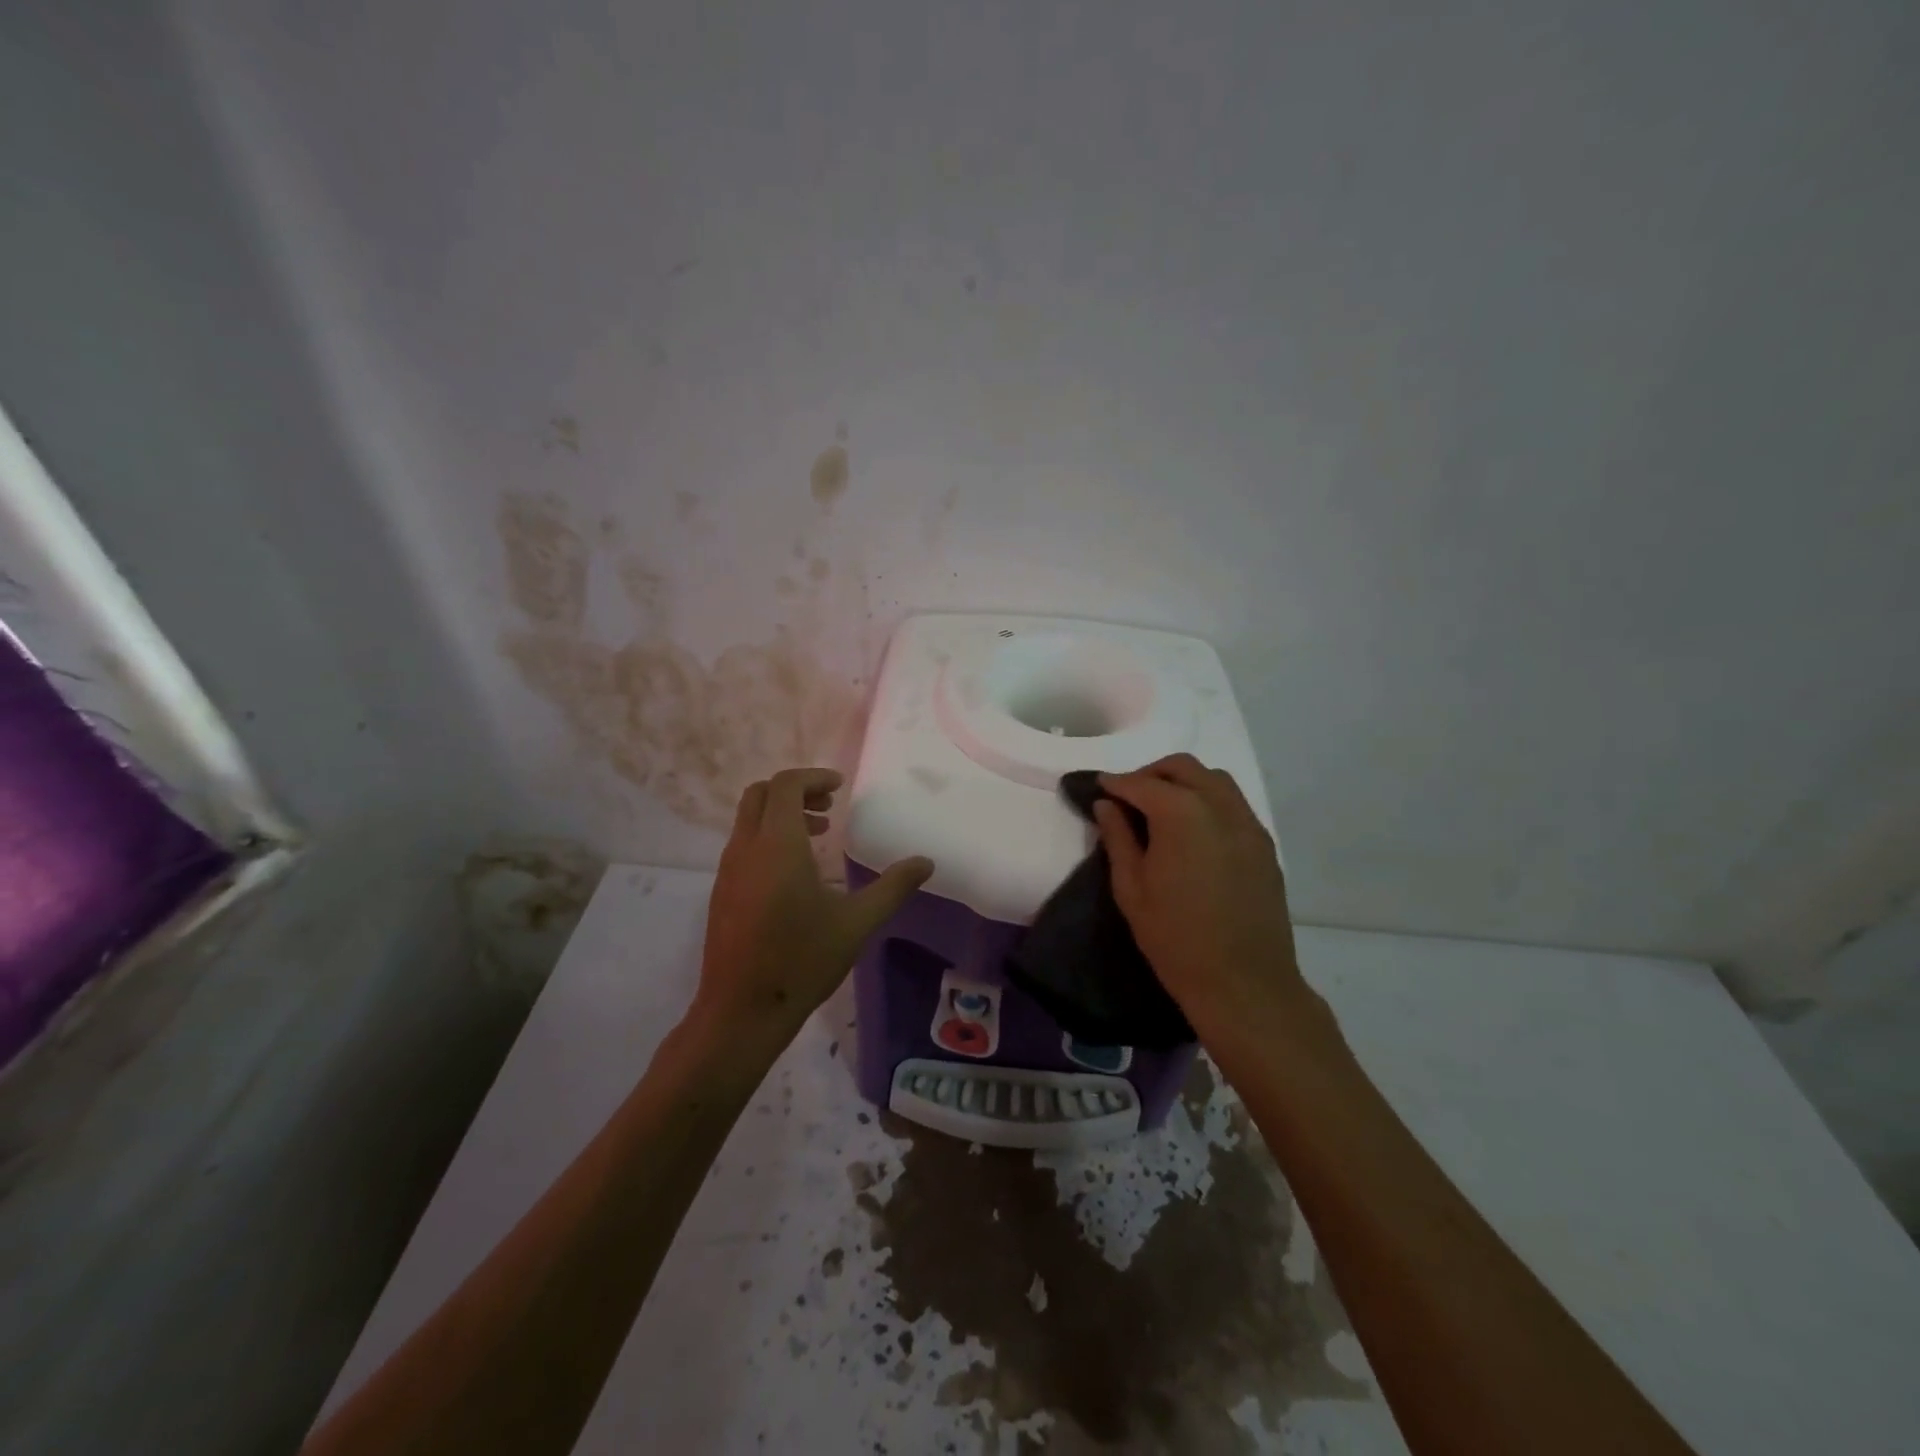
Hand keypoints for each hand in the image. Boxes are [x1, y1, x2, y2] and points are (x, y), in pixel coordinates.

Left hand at [694, 767, 932, 1042]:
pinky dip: (768, 837)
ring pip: (749, 819)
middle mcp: (746, 849)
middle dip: (796, 790)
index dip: (813, 777)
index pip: (786, 786)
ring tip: (819, 835)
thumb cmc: (802, 961)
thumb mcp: (857, 923)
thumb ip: (893, 887)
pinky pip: (743, 844)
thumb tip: (926, 862)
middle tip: (830, 806)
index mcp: (778, 845)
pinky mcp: (721, 892)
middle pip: (760, 793)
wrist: (741, 1012)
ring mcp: (727, 870)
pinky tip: (795, 872)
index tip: (840, 786)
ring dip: (781, 814)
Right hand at [1092, 753, 1306, 1037]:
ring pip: (1214, 780)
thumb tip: (1107, 805)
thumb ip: (1118, 838)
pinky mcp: (1264, 845)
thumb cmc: (1175, 939)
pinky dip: (1208, 802)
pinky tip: (1193, 832)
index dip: (1115, 783)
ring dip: (1183, 783)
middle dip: (1151, 774)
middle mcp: (1219, 807)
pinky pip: (1233, 805)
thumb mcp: (1131, 889)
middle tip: (1128, 798)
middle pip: (1182, 769)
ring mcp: (1248, 824)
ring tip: (1161, 811)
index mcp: (1181, 815)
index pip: (1141, 784)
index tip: (1098, 788)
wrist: (1244, 983)